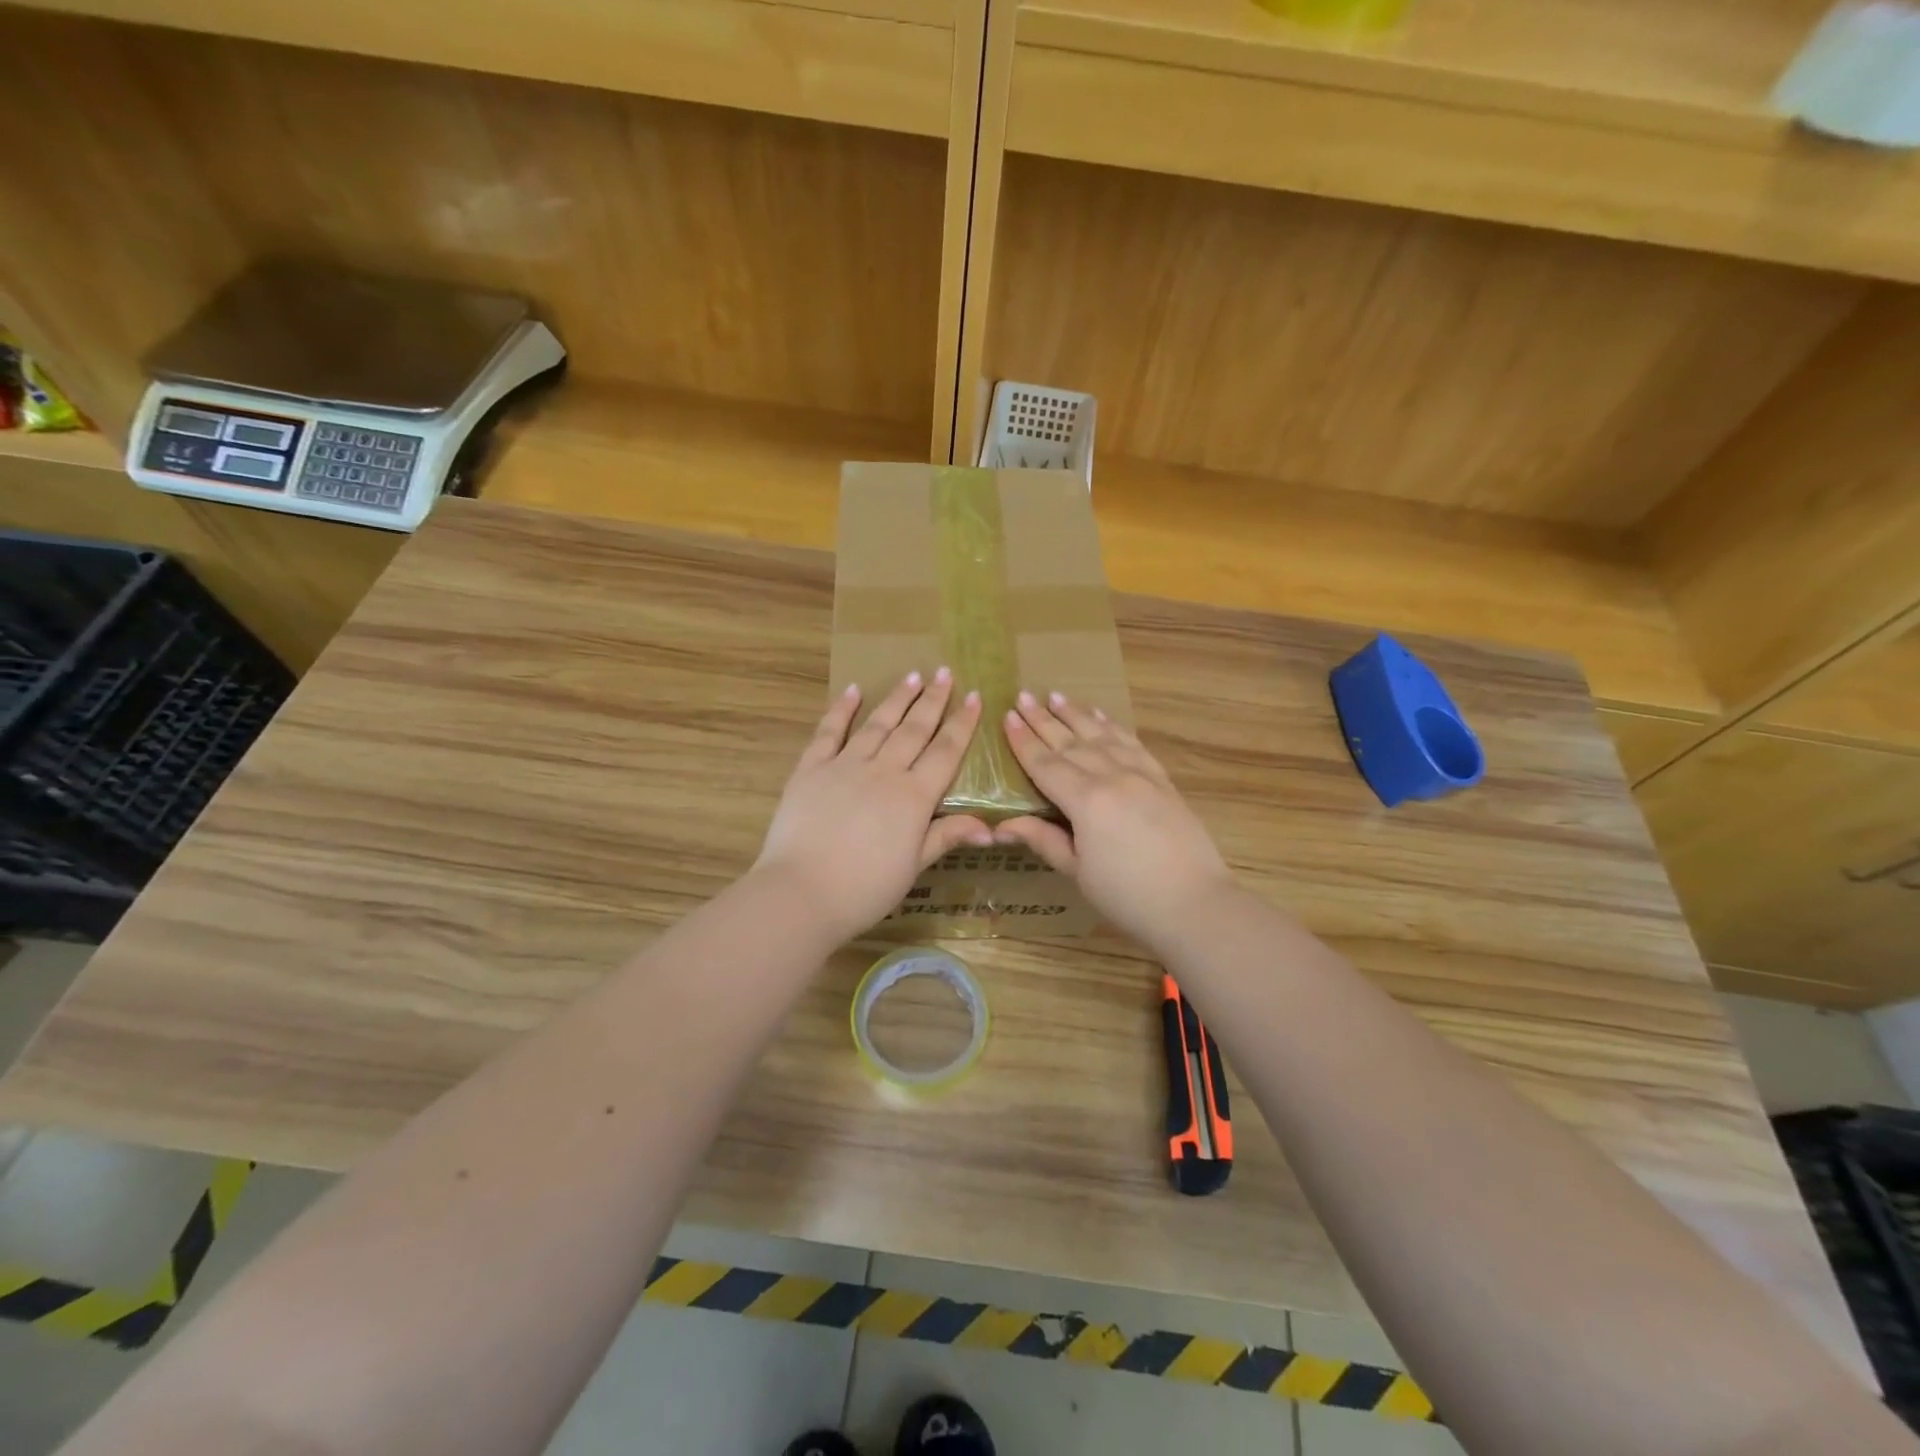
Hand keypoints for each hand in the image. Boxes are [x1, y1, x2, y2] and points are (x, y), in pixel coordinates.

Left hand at [754, 668, 990, 943]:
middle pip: (914, 730)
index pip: (945, 752)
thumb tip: (991, 828)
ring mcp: (845, 766)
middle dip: (933, 700)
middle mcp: (883, 771)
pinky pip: (829, 732)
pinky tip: (853, 690)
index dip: (962, 724)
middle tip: (945, 673)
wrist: (802, 892)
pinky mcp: (811, 769)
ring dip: (897, 698)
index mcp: (913, 797)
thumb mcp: (912, 866)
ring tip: (912, 676)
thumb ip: (946, 837)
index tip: (975, 697)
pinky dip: (842, 709)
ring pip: (877, 724)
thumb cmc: (865, 888)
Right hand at [995, 691, 1235, 951]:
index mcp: (1086, 801)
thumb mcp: (1078, 872)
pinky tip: (1101, 717)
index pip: (1046, 764)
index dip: (1024, 741)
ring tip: (1056, 696)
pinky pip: (1132, 744)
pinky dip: (1113, 727)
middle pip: (1071, 743)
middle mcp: (1112, 777)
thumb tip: (1002, 826)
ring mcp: (1141, 775)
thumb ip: (1043, 840)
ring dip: (1076, 714)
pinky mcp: (1162, 780)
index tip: (1007, 717)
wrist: (1195, 904)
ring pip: (1102, 735)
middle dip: (1044, 720)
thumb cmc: (1128, 896)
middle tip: (1023, 696)